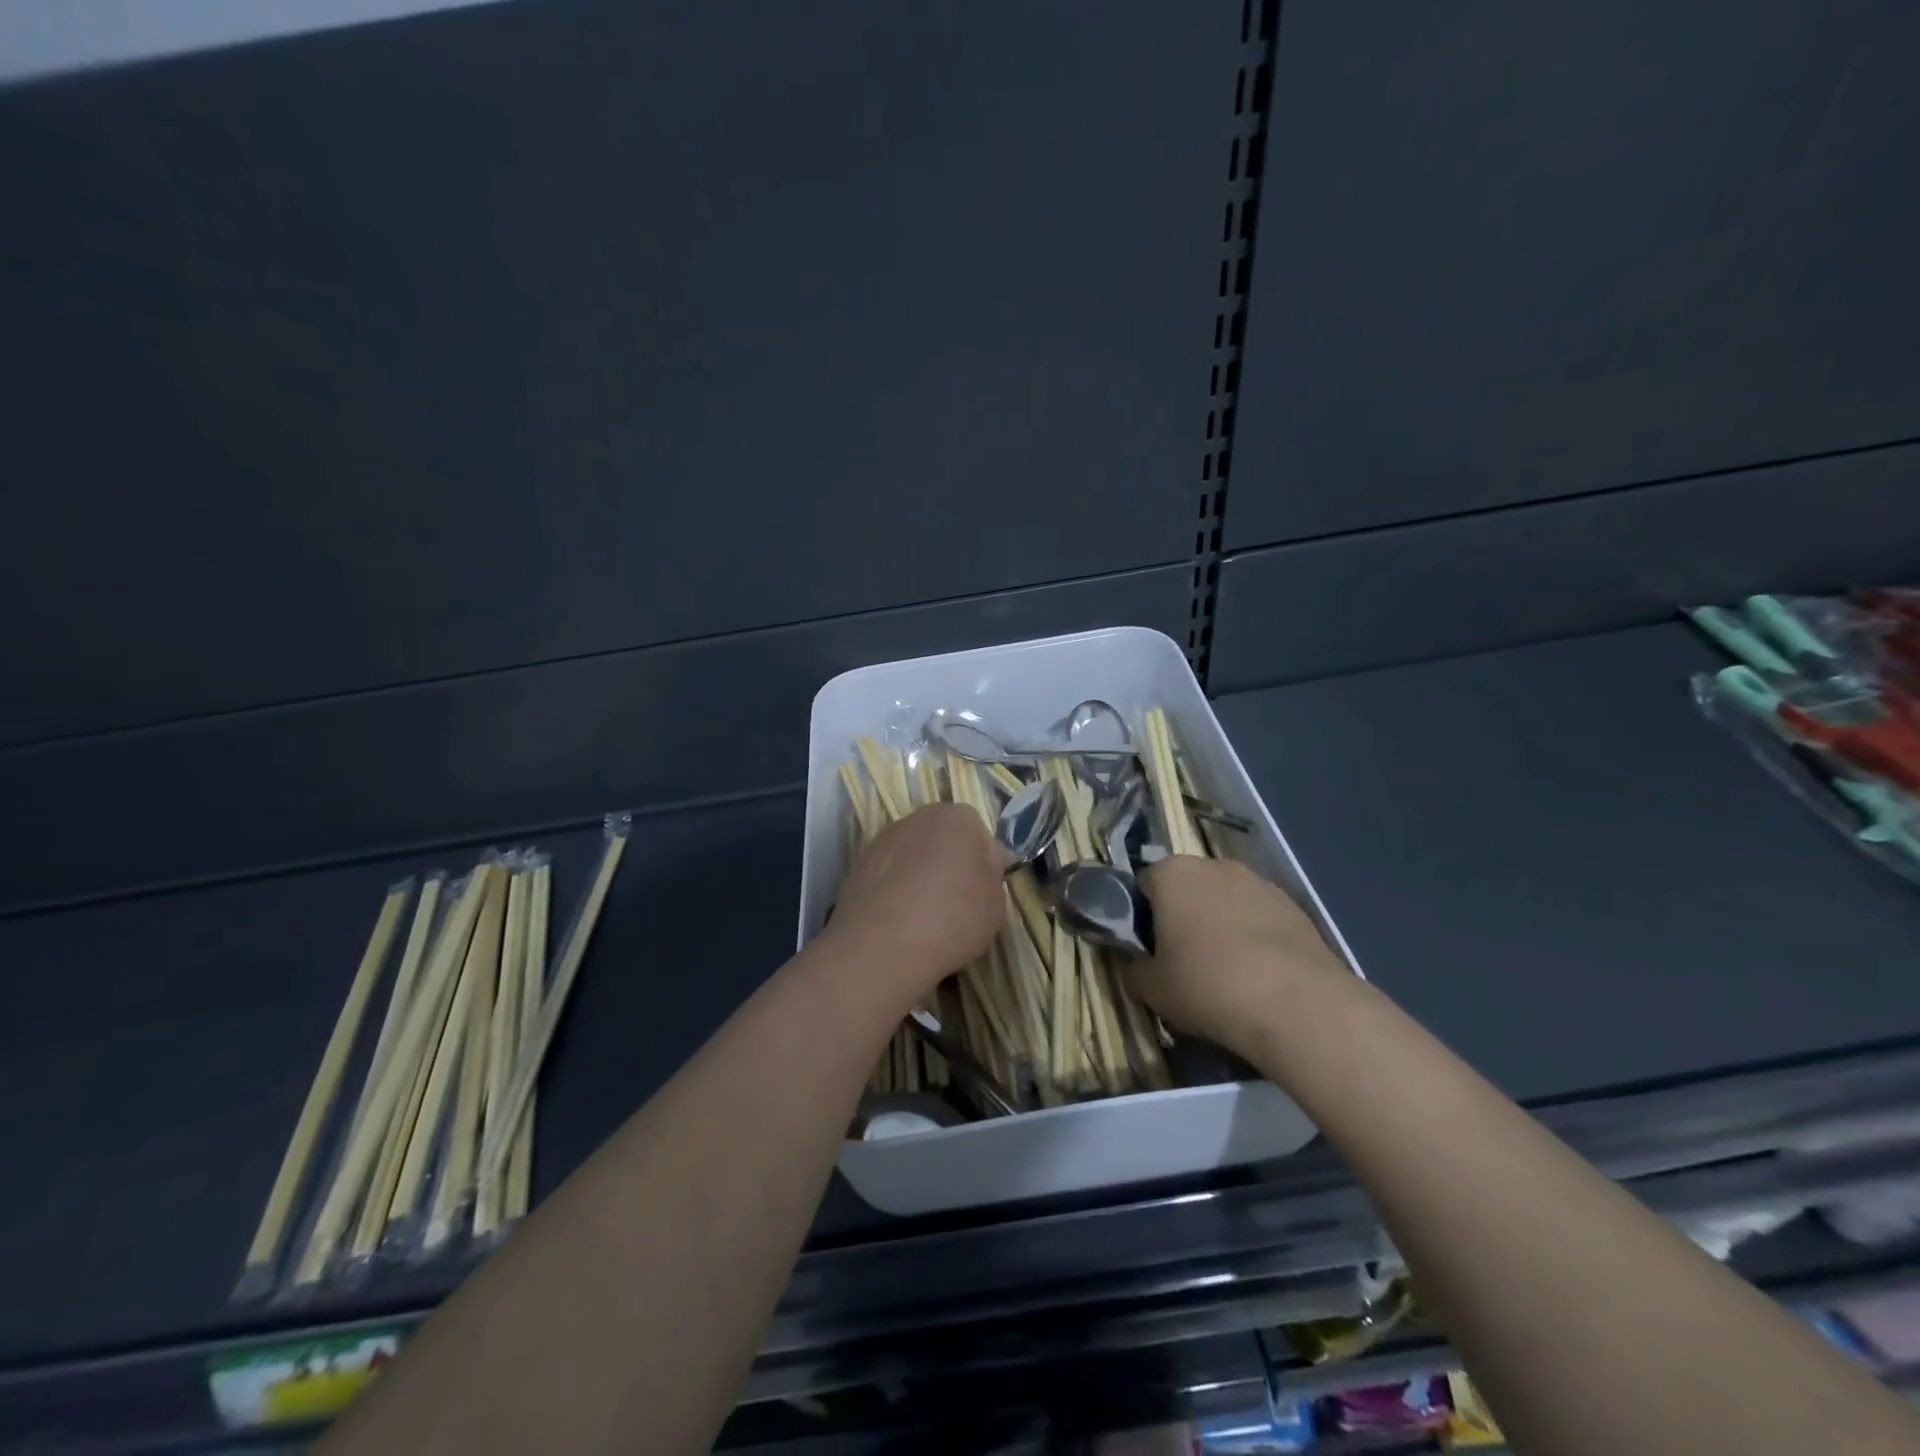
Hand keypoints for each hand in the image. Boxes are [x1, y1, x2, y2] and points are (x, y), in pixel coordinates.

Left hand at [826, 803, 1007, 1000]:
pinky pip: (887, 875)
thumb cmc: (954, 918)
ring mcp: (881, 840)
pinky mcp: (856, 866)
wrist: (882, 946)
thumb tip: (985, 861)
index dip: (982, 861)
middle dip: (948, 862)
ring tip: (923, 916)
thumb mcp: (997, 903)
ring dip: (918, 874)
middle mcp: (916, 817)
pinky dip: (894, 890)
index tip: (982, 890)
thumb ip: (992, 874)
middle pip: (941, 838)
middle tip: (955, 902)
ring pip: (911, 855)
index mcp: (957, 817)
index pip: (977, 831)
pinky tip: (899, 921)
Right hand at [1127, 857, 1348, 1062]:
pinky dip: (1254, 937)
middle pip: (1187, 888)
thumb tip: (1133, 963)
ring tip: (1226, 972)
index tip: (1149, 951)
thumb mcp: (1152, 989)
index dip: (1142, 919)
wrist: (1297, 1005)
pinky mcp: (1295, 906)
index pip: (1143, 885)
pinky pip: (1260, 918)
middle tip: (1183, 961)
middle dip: (1182, 917)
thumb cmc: (1208, 985)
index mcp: (1171, 873)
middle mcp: (1214, 865)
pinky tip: (1259, 975)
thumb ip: (1133, 969)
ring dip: (1220, 925)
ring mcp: (1259, 883)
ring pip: (1226, 901)